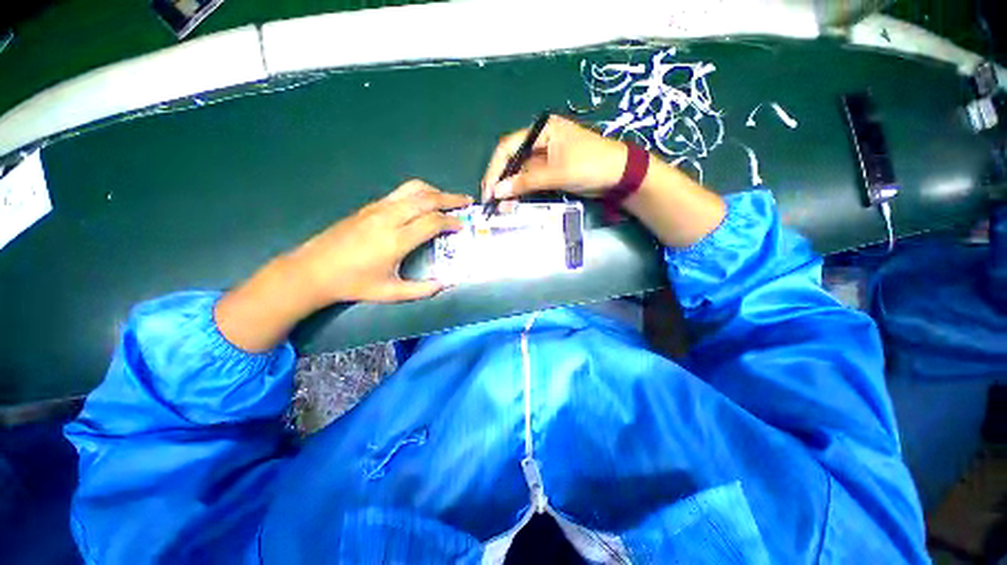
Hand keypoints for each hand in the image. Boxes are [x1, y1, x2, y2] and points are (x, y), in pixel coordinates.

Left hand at [215, 180, 470, 351]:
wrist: (312, 270)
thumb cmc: (353, 284)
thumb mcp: (390, 293)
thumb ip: (422, 289)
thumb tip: (446, 284)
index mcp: (396, 240)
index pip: (433, 222)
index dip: (452, 221)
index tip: (463, 225)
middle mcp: (389, 218)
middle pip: (427, 199)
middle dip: (451, 198)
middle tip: (467, 201)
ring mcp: (378, 208)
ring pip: (413, 190)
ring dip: (435, 191)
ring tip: (448, 199)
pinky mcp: (369, 206)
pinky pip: (400, 192)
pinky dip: (419, 193)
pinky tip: (424, 202)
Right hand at [483, 115, 725, 249]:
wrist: (619, 175)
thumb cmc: (590, 165)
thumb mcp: (556, 173)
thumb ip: (526, 181)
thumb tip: (497, 192)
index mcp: (541, 130)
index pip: (508, 147)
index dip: (495, 170)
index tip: (488, 191)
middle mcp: (539, 140)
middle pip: (511, 160)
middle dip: (501, 181)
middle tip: (492, 202)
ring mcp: (544, 157)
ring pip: (519, 172)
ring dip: (510, 189)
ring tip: (503, 207)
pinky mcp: (550, 171)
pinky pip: (529, 180)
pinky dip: (522, 192)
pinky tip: (514, 203)